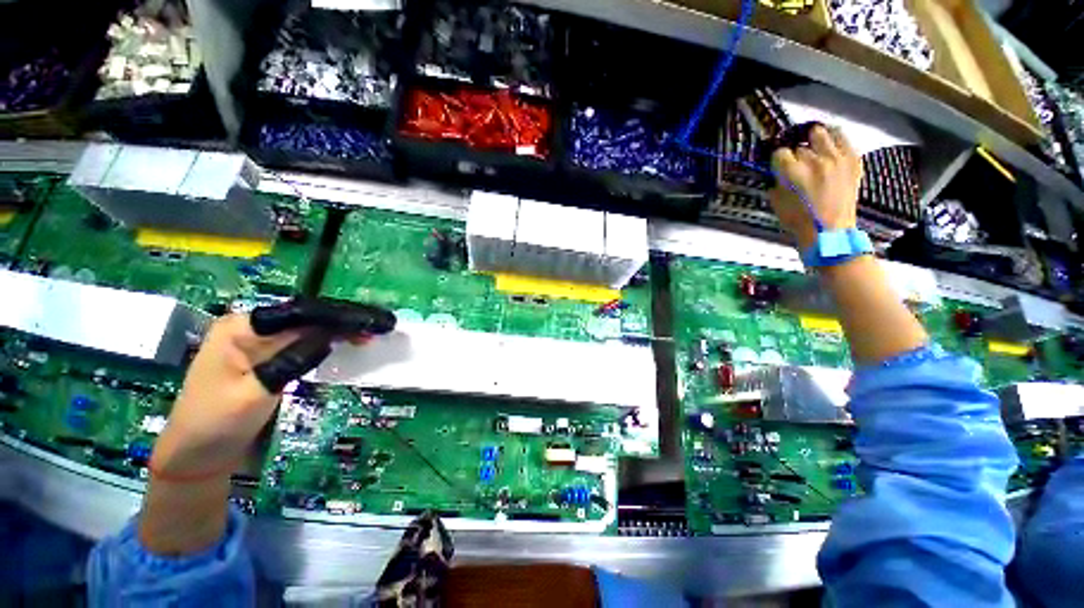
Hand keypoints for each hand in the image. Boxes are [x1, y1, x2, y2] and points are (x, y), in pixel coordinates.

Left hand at [140, 299, 395, 556]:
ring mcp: (261, 341)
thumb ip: (290, 362)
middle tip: (383, 324)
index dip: (340, 316)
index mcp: (242, 329)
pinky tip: (350, 342)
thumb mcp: (252, 395)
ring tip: (374, 332)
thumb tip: (329, 339)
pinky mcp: (270, 355)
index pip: (300, 313)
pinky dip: (332, 341)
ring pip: (311, 327)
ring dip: (343, 329)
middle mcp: (252, 327)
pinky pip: (307, 341)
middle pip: (308, 315)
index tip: (372, 322)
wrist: (195, 454)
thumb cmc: (215, 425)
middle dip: (347, 319)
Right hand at [769, 125, 862, 250]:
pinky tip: (830, 146)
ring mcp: (836, 158)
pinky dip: (835, 140)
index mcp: (792, 171)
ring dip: (814, 139)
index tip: (778, 166)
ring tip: (812, 145)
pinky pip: (843, 139)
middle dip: (795, 152)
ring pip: (821, 133)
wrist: (830, 231)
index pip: (780, 152)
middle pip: (800, 144)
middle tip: (796, 160)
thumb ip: (776, 182)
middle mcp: (814, 159)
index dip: (777, 160)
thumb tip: (778, 171)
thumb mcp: (776, 202)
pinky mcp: (853, 160)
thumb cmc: (798, 220)